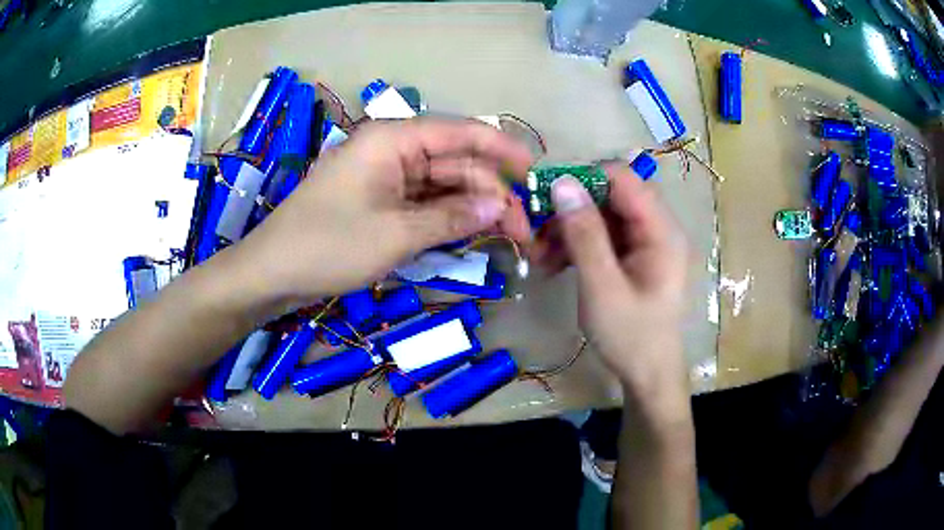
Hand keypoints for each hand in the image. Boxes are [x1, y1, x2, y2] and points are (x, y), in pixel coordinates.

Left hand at [225, 118, 533, 312]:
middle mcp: (392, 150)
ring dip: (473, 207)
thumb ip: (452, 217)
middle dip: (491, 192)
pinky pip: (423, 202)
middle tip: (523, 229)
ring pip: (442, 184)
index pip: (461, 132)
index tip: (534, 171)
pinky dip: (448, 217)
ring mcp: (385, 177)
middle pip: (455, 162)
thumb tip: (501, 206)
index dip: (501, 147)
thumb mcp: (396, 234)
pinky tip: (473, 232)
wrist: (272, 273)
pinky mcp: (379, 201)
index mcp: (393, 139)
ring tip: (507, 235)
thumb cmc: (328, 245)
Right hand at [532, 163, 688, 395]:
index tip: (546, 197)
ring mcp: (646, 243)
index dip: (585, 179)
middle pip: (611, 196)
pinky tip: (553, 264)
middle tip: (537, 231)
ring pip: (603, 216)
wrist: (648, 375)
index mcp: (662, 231)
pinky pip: (603, 237)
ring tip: (540, 255)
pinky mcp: (634, 257)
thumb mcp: (602, 287)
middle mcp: (657, 229)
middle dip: (572, 209)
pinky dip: (578, 245)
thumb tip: (562, 183)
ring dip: (570, 229)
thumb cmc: (631, 336)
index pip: (624, 179)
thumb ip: (585, 234)